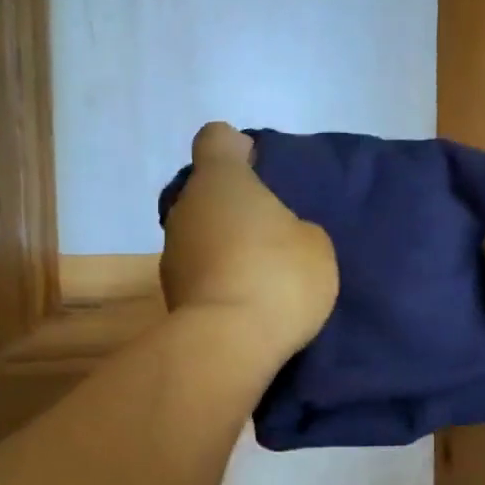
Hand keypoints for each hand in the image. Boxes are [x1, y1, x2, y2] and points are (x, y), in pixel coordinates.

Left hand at [161, 123, 338, 360]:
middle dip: (234, 204)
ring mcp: (172, 251)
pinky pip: (199, 271)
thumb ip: (294, 226)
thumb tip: (273, 236)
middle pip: (207, 191)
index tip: (258, 168)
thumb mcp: (314, 244)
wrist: (229, 345)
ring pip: (201, 233)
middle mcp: (186, 207)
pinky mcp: (170, 293)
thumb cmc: (278, 277)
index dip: (236, 148)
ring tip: (259, 273)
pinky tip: (245, 301)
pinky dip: (217, 278)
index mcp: (220, 180)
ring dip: (224, 244)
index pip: (216, 139)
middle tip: (270, 229)